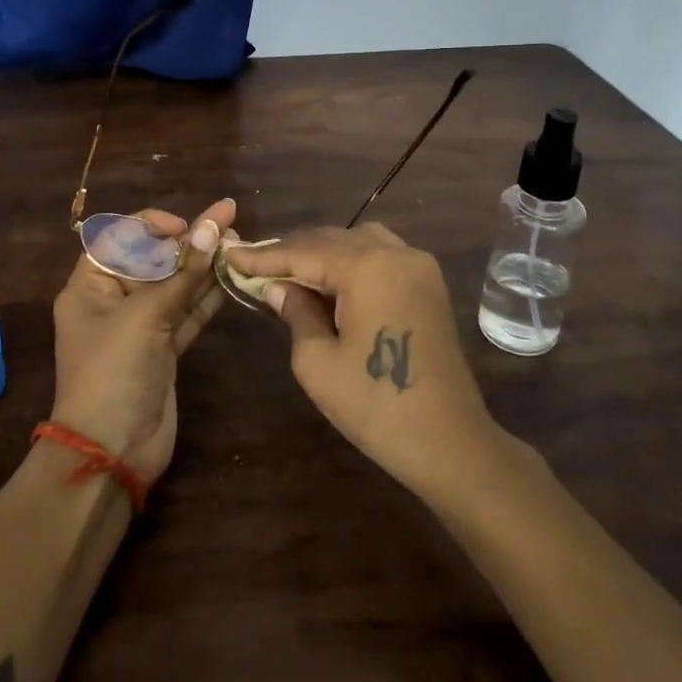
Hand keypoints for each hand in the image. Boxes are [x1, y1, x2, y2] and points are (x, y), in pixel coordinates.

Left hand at [48, 198, 235, 484]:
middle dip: (188, 242)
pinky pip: (187, 312)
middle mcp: (114, 301)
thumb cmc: (114, 371)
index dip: (151, 225)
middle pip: (153, 259)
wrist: (113, 451)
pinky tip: (233, 276)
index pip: (118, 238)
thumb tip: (213, 228)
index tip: (184, 226)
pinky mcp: (164, 349)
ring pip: (175, 286)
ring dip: (204, 266)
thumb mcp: (146, 317)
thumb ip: (183, 273)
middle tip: (228, 223)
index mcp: (91, 287)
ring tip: (239, 242)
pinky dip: (208, 296)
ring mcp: (141, 327)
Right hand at [222, 224, 503, 497]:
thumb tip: (278, 287)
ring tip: (290, 271)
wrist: (451, 442)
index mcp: (367, 267)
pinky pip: (382, 255)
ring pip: (359, 241)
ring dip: (323, 252)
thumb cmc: (376, 406)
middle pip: (332, 239)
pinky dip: (351, 260)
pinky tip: (330, 280)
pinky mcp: (429, 284)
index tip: (231, 256)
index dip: (264, 256)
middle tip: (254, 264)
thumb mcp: (318, 363)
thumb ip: (296, 313)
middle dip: (292, 251)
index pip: (304, 252)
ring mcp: (419, 266)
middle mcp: (396, 253)